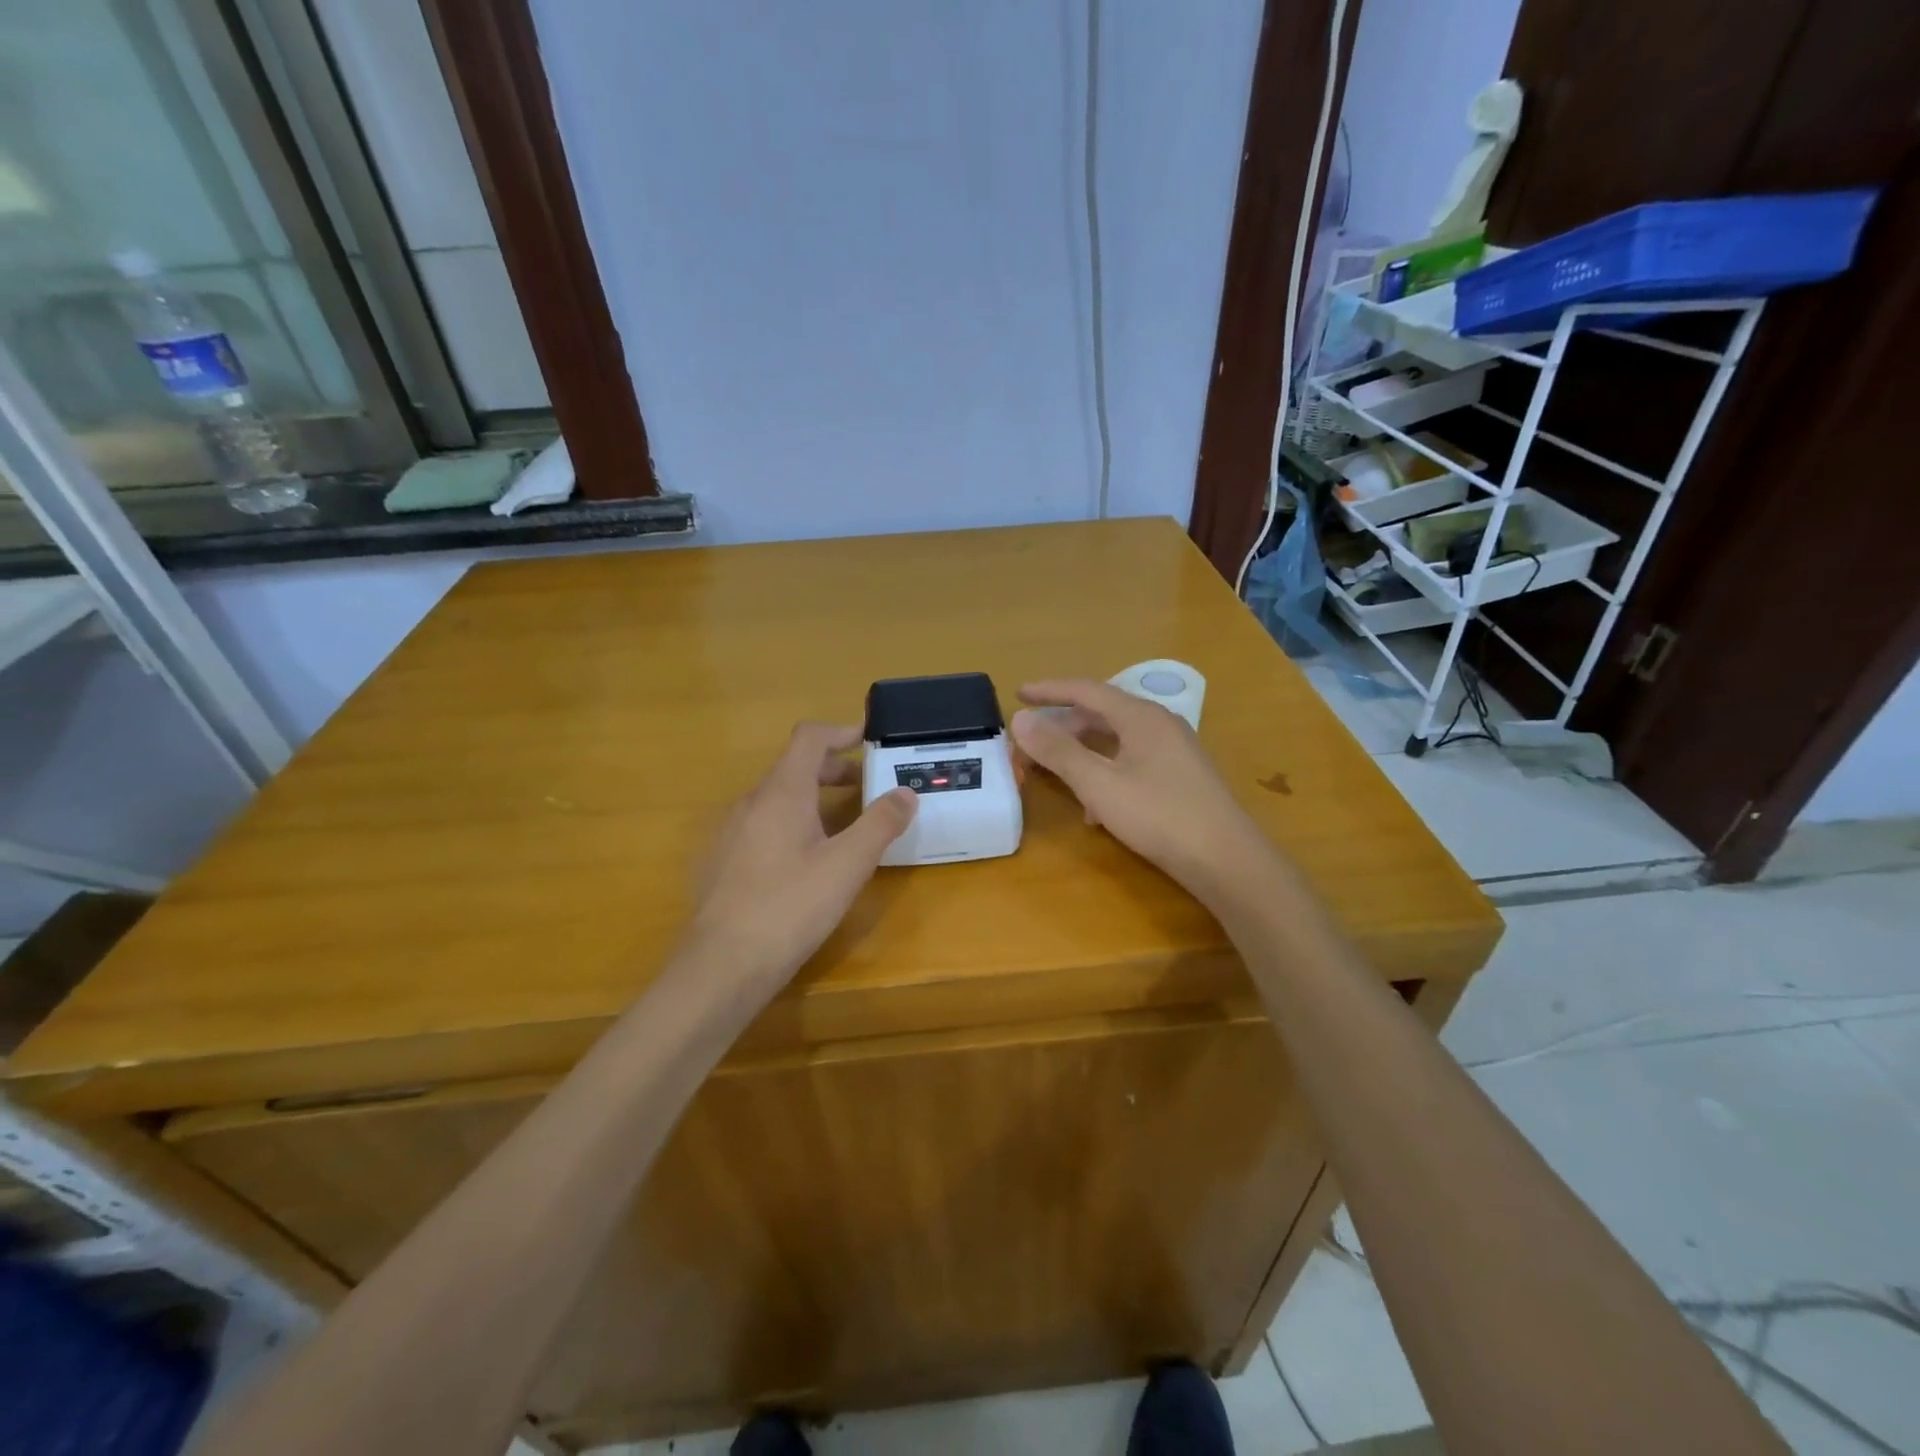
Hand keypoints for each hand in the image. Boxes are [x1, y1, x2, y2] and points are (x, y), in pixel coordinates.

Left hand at [688, 723, 916, 983]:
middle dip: (834, 770)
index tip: (869, 739)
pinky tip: (806, 861)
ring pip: (778, 798)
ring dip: (814, 798)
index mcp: (781, 792)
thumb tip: (906, 792)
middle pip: (794, 767)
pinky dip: (792, 823)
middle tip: (868, 787)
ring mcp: (731, 832)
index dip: (841, 732)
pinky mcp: (723, 861)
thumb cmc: (791, 906)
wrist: (722, 965)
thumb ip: (880, 823)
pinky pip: (763, 824)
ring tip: (843, 825)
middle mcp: (751, 802)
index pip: (809, 738)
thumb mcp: (848, 864)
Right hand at [1010, 679, 1274, 904]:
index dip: (1049, 690)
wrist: (1226, 860)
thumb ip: (1058, 750)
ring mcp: (1174, 750)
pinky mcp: (1181, 776)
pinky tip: (1096, 810)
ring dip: (1083, 754)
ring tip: (1058, 776)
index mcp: (1140, 716)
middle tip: (1032, 742)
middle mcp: (1159, 724)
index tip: (1018, 693)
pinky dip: (1106, 773)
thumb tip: (1020, 719)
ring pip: (1116, 740)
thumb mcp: (1098, 784)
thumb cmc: (1159, 815)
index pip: (1086, 690)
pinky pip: (1132, 761)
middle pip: (1101, 714)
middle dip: (1063, 726)